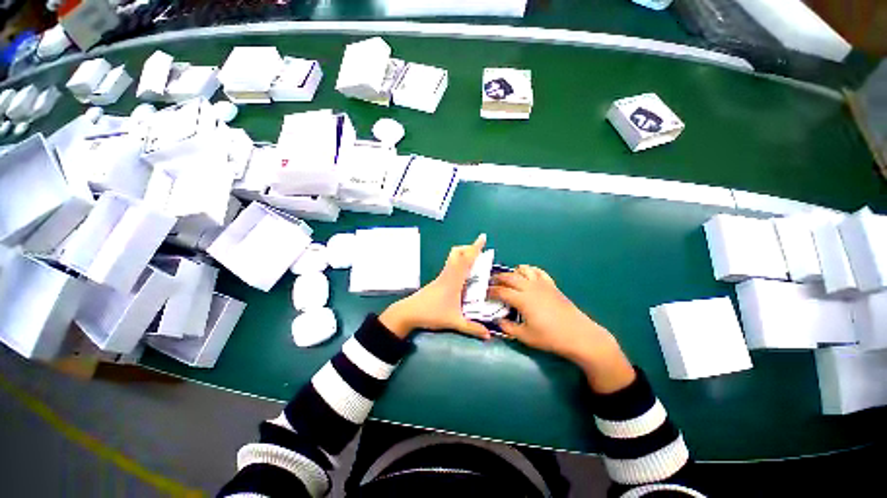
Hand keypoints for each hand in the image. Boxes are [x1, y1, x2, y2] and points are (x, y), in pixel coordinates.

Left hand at [380, 234, 490, 340]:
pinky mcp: (438, 280)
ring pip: (453, 258)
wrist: (409, 312)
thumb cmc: (432, 314)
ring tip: (474, 259)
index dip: (475, 248)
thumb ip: (472, 328)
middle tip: (480, 250)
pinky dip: (459, 262)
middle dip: (469, 248)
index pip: (466, 259)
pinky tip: (463, 273)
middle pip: (457, 253)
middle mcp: (448, 274)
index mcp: (454, 280)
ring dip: (464, 254)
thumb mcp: (454, 322)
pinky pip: (451, 265)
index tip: (482, 237)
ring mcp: (442, 276)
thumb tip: (489, 336)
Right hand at [489, 265, 634, 393]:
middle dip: (497, 278)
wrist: (578, 335)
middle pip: (509, 277)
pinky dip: (530, 270)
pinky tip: (527, 275)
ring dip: (513, 272)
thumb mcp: (525, 336)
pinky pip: (538, 271)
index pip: (500, 291)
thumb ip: (508, 327)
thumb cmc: (550, 337)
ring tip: (508, 278)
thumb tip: (497, 320)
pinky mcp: (551, 285)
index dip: (490, 291)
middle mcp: (529, 287)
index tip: (484, 293)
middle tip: (491, 283)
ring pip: (523, 270)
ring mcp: (542, 284)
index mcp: (521, 299)